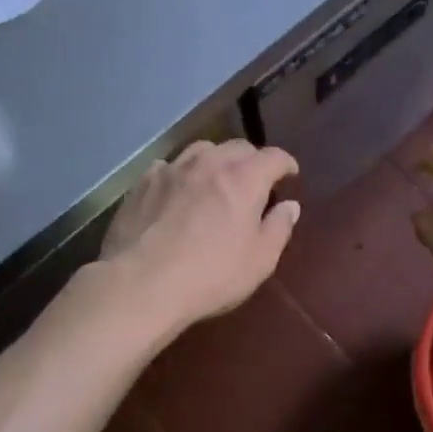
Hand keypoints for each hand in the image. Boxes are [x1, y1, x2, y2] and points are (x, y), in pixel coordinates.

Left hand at [98, 140, 300, 333]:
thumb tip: (290, 206)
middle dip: (252, 160)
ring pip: (202, 150)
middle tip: (255, 181)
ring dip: (216, 160)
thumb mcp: (260, 261)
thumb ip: (279, 228)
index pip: (274, 157)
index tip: (290, 175)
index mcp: (244, 179)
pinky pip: (169, 166)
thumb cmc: (211, 275)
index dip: (286, 164)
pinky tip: (178, 191)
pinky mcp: (143, 183)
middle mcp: (209, 164)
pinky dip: (181, 173)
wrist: (142, 285)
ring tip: (216, 180)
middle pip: (238, 146)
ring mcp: (172, 170)